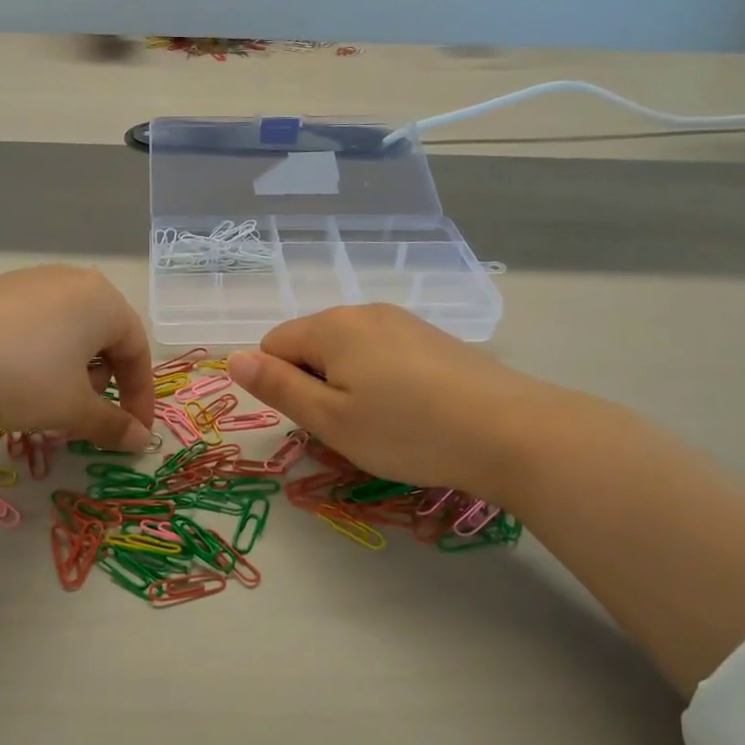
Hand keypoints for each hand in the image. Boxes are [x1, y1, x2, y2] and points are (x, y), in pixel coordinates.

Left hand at [0, 265, 154, 450]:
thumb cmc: (21, 375)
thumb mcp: (71, 408)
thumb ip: (112, 425)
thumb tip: (142, 440)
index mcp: (104, 301)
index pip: (138, 352)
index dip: (139, 398)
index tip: (132, 434)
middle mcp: (73, 282)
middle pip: (105, 338)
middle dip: (103, 383)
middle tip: (82, 416)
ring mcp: (31, 281)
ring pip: (70, 332)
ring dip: (71, 372)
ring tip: (45, 400)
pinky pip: (37, 325)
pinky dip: (40, 357)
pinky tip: (12, 379)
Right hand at [226, 304, 564, 493]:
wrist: (510, 432)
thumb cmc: (407, 431)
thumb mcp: (330, 419)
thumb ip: (277, 386)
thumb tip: (233, 357)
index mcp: (331, 326)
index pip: (273, 345)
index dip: (282, 386)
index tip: (317, 420)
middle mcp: (364, 312)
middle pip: (312, 345)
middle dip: (316, 385)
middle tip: (350, 429)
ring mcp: (404, 322)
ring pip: (349, 352)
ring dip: (350, 385)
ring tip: (384, 424)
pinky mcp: (433, 338)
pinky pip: (384, 355)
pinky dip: (383, 381)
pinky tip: (414, 411)